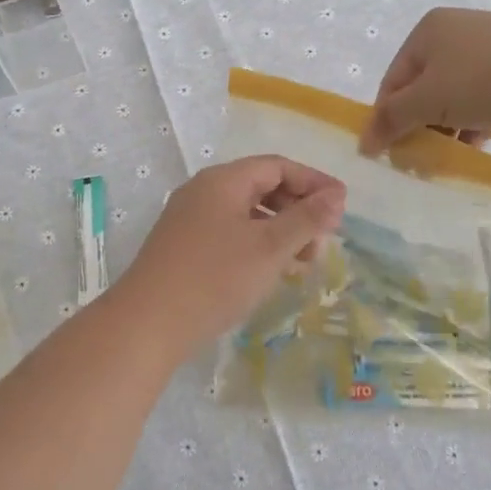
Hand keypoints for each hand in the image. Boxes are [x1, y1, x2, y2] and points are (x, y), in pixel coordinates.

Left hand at [108, 156, 344, 353]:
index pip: (277, 166)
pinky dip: (257, 244)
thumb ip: (306, 218)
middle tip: (325, 239)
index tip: (343, 207)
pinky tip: (270, 271)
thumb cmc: (215, 277)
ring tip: (303, 262)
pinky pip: (230, 232)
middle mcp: (203, 191)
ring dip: (280, 230)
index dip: (313, 182)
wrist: (148, 323)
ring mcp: (189, 219)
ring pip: (246, 213)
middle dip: (298, 209)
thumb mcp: (270, 247)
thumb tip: (336, 195)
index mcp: (223, 180)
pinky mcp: (183, 246)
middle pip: (261, 186)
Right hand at [359, 9, 490, 152]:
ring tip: (443, 161)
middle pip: (422, 89)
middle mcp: (457, 34)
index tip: (388, 153)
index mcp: (428, 30)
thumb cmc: (485, 79)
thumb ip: (391, 120)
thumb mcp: (427, 100)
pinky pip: (482, 103)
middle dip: (417, 126)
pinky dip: (473, 126)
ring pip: (454, 98)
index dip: (386, 117)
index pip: (393, 79)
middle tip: (416, 160)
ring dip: (445, 131)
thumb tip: (364, 143)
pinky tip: (473, 150)